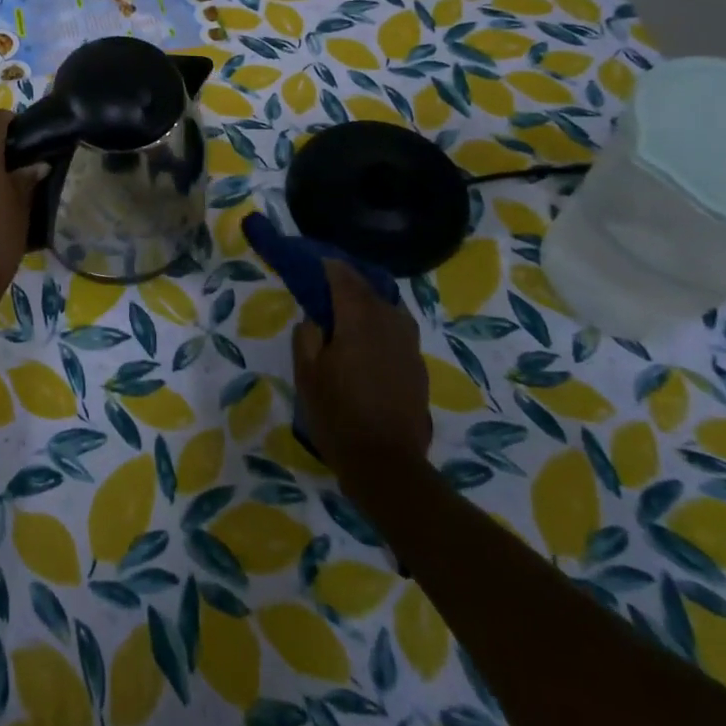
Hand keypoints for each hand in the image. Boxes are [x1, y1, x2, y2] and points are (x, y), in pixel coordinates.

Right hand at [293, 260, 432, 473]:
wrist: (386, 464)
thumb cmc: (338, 415)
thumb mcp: (306, 375)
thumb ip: (307, 338)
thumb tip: (314, 320)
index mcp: (358, 321)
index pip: (344, 280)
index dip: (330, 267)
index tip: (318, 261)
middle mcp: (388, 324)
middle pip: (370, 289)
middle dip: (350, 281)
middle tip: (331, 280)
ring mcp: (408, 346)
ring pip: (390, 308)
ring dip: (371, 300)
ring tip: (354, 306)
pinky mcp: (418, 367)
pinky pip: (400, 330)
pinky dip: (384, 322)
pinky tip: (373, 337)